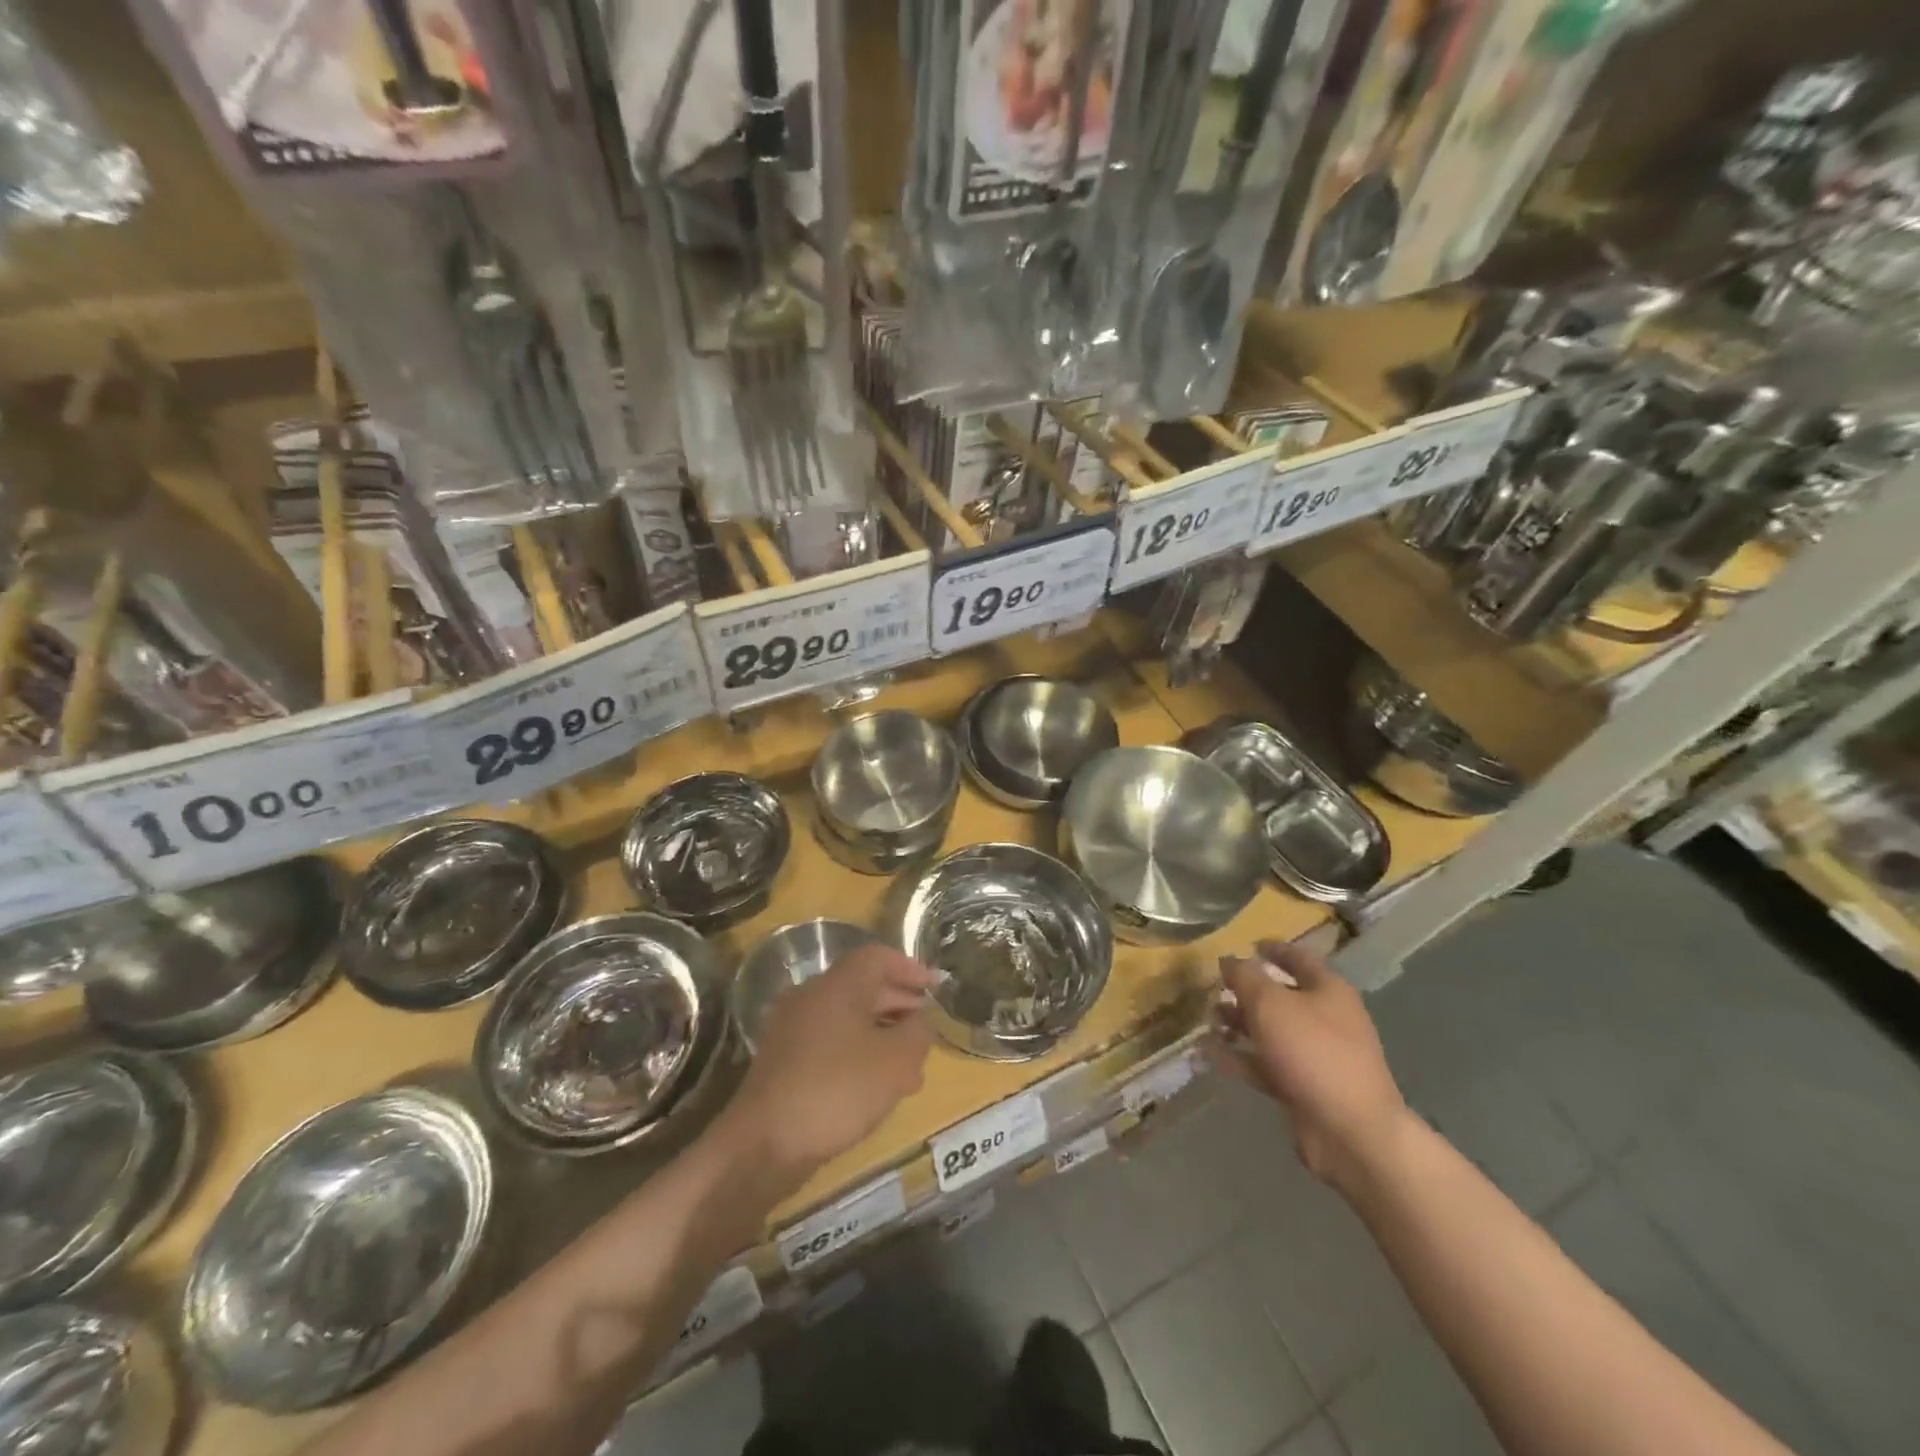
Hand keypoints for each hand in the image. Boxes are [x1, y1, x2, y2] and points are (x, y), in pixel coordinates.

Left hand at [721, 944, 935, 1188]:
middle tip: (927, 1028)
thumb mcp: (896, 1061)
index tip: (936, 988)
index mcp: (837, 984)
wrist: (764, 1144)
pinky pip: (831, 1043)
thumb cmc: (838, 1089)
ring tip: (911, 1067)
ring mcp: (793, 1029)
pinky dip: (858, 1054)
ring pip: (848, 1019)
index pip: (878, 957)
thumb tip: (921, 1018)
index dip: (911, 968)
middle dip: (900, 1004)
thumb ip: (918, 1032)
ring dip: (882, 1034)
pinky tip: (876, 1087)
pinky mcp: (784, 1061)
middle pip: (863, 986)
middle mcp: (812, 996)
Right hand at [1210, 939, 1409, 1190]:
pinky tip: (1209, 1053)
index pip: (1299, 959)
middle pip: (1282, 996)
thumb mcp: (1270, 1003)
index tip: (1247, 944)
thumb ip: (1245, 977)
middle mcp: (1326, 1019)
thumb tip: (1229, 959)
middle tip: (1216, 986)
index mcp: (1328, 991)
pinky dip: (1240, 1058)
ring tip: (1208, 1019)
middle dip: (1248, 991)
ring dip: (1240, 1024)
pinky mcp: (1303, 1088)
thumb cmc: (1313, 1051)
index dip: (1273, 949)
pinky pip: (1266, 1065)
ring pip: (1272, 1032)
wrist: (1350, 1131)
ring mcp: (1316, 1056)